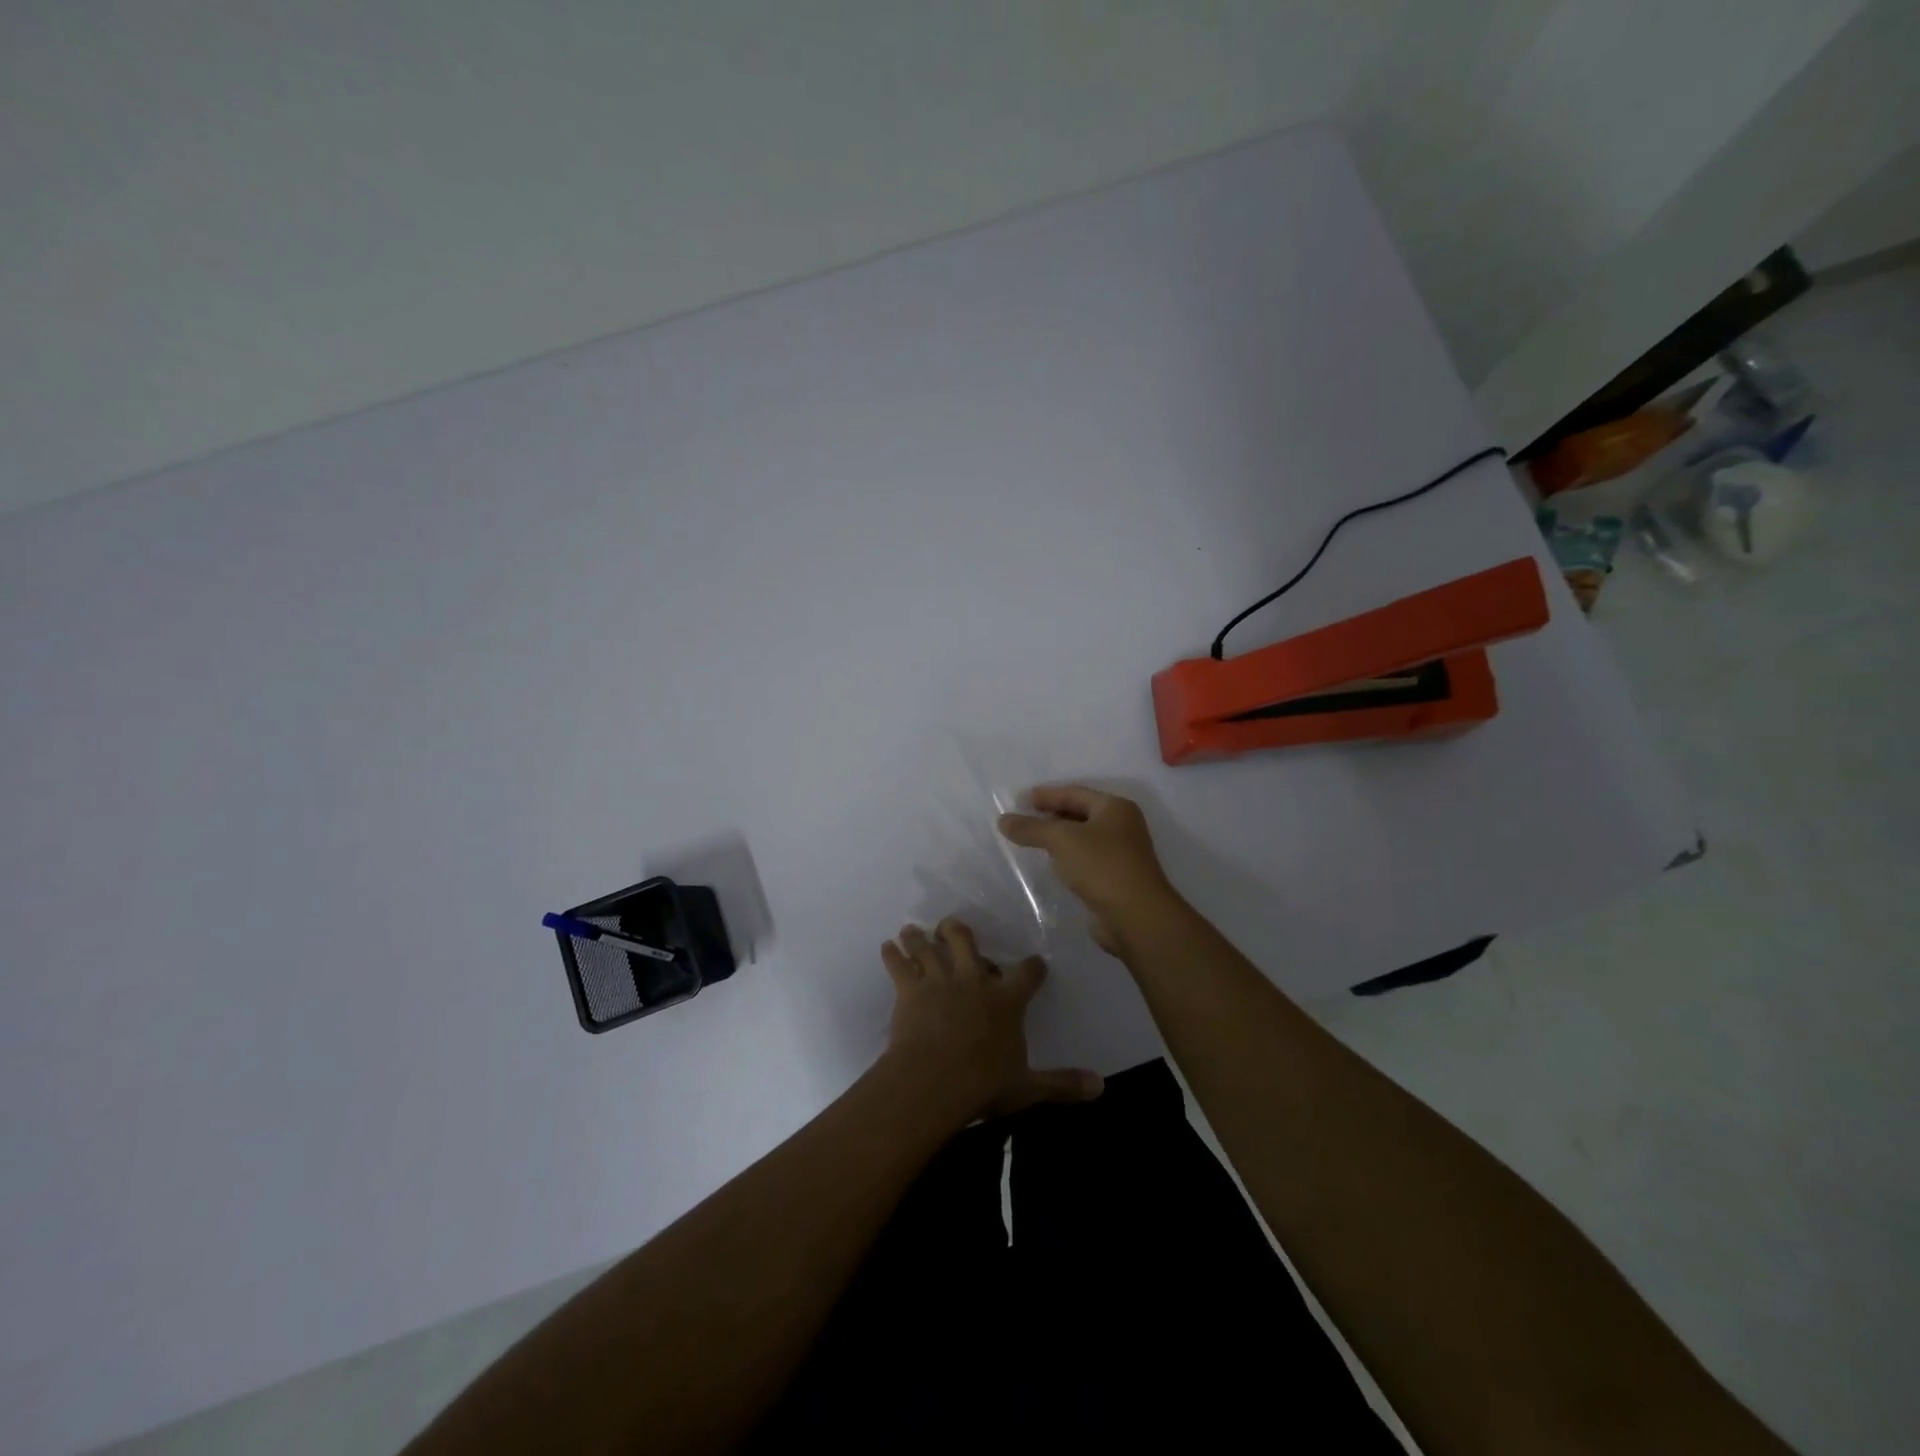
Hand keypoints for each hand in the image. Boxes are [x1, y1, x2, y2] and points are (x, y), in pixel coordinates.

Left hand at [879, 918, 1102, 1121]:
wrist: (934, 1081)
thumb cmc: (984, 1084)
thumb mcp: (1028, 1087)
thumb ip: (1063, 1084)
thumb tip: (1101, 1087)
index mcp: (1006, 1000)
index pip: (1027, 974)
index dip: (1033, 967)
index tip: (1034, 962)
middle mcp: (973, 979)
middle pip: (965, 941)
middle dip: (957, 931)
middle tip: (951, 928)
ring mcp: (939, 981)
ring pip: (927, 947)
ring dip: (918, 937)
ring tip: (912, 930)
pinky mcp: (910, 990)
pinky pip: (898, 965)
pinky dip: (891, 954)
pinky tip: (886, 947)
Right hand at [997, 785, 1182, 954]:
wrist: (1136, 917)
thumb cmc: (1101, 866)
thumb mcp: (1061, 840)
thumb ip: (1031, 828)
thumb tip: (1003, 820)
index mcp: (1115, 808)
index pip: (1074, 792)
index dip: (1046, 795)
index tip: (1019, 799)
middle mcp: (1122, 826)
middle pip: (1080, 813)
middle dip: (1051, 814)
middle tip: (1023, 818)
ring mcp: (1121, 853)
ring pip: (1083, 838)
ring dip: (1058, 837)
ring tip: (1031, 840)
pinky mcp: (1116, 878)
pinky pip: (1085, 859)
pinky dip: (1067, 857)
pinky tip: (1051, 863)